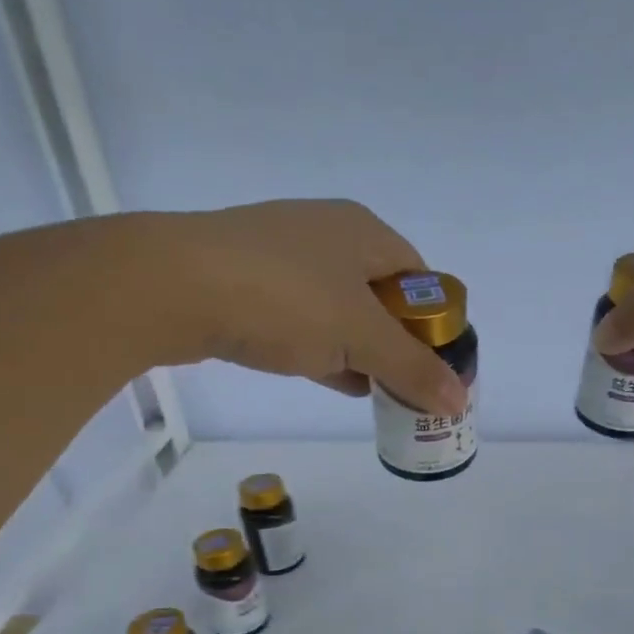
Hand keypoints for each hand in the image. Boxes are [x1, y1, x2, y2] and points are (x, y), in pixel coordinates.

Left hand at [129, 199, 467, 413]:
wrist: (173, 286)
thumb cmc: (285, 299)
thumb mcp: (360, 338)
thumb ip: (412, 369)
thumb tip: (460, 401)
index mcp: (364, 232)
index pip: (420, 279)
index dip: (435, 324)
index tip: (438, 367)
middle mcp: (328, 235)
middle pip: (381, 296)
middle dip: (398, 343)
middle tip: (409, 385)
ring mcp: (284, 259)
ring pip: (340, 311)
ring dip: (361, 351)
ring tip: (378, 391)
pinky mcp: (250, 285)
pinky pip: (304, 321)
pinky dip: (325, 351)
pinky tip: (337, 381)